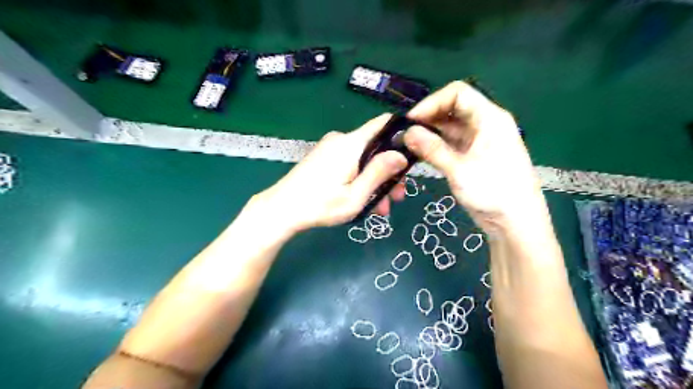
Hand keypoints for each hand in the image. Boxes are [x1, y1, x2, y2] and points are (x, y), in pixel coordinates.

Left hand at [254, 114, 407, 231]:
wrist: (281, 210)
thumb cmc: (320, 205)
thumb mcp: (356, 196)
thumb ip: (379, 173)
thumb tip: (401, 155)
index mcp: (352, 144)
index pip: (384, 123)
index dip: (402, 134)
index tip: (413, 155)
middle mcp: (342, 140)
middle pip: (376, 146)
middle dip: (389, 171)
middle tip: (397, 197)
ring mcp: (331, 148)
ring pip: (364, 158)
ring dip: (375, 180)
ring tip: (381, 208)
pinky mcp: (325, 157)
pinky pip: (351, 163)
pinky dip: (361, 178)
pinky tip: (364, 200)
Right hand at [407, 78, 545, 231]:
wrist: (515, 223)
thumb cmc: (494, 192)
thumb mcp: (460, 170)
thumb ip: (432, 149)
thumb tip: (407, 132)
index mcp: (490, 118)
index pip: (458, 94)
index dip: (432, 102)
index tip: (411, 119)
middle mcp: (485, 124)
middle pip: (452, 109)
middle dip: (428, 117)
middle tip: (405, 132)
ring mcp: (478, 141)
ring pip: (450, 127)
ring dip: (429, 132)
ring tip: (407, 143)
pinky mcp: (472, 156)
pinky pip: (451, 143)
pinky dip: (435, 145)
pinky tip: (419, 153)